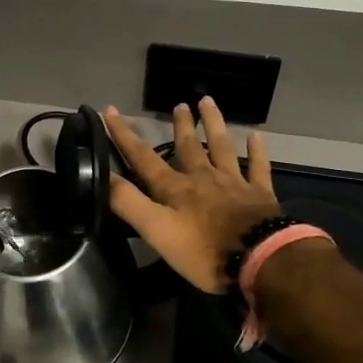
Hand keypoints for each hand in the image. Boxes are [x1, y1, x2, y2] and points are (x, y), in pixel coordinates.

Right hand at [105, 98, 280, 294]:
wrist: (261, 260)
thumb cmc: (204, 251)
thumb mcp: (157, 231)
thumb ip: (129, 203)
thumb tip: (101, 175)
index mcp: (175, 189)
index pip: (143, 158)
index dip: (125, 135)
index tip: (111, 110)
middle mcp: (202, 178)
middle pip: (188, 147)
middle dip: (180, 126)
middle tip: (178, 104)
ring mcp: (233, 183)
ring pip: (221, 147)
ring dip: (214, 124)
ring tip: (208, 102)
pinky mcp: (260, 195)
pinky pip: (258, 167)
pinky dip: (257, 150)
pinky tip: (256, 135)